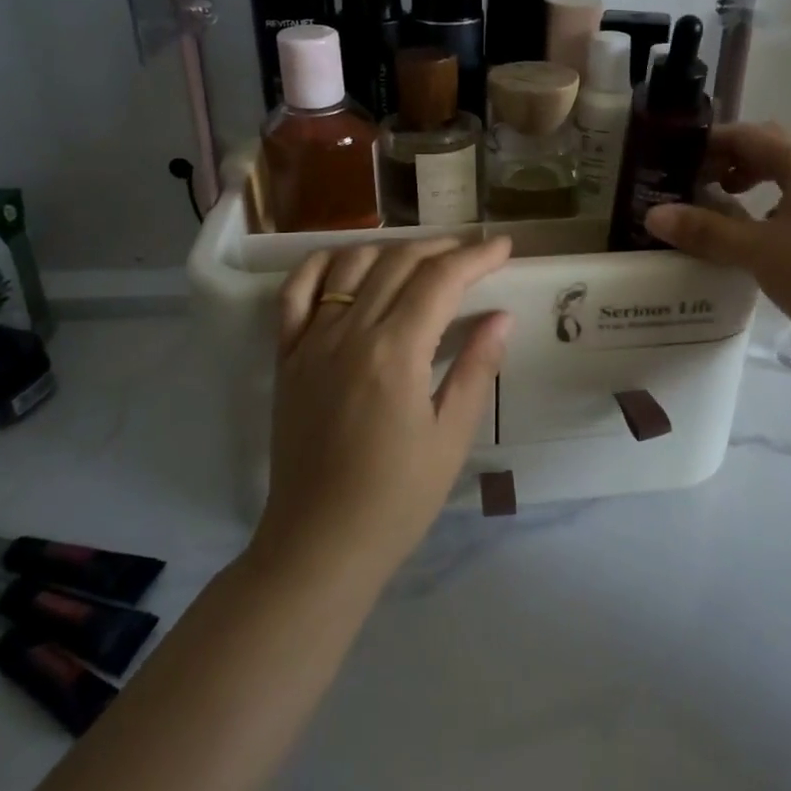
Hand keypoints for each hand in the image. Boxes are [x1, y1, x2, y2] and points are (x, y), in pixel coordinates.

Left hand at [260, 237, 513, 577]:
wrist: (319, 543)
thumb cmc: (397, 498)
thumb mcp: (451, 437)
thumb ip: (476, 369)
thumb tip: (501, 316)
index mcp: (395, 352)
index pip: (440, 279)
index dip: (476, 256)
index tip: (503, 247)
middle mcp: (349, 332)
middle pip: (398, 263)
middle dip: (442, 248)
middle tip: (473, 252)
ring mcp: (310, 341)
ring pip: (350, 265)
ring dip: (391, 249)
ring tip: (421, 258)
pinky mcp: (286, 357)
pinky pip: (295, 293)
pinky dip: (320, 264)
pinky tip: (345, 261)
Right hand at [644, 123, 790, 395]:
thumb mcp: (759, 253)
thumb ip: (705, 231)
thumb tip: (652, 215)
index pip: (747, 136)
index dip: (707, 143)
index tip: (669, 159)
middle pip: (765, 152)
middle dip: (724, 162)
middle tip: (685, 182)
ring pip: (780, 180)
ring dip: (743, 185)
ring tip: (707, 206)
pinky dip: (762, 210)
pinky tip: (742, 236)